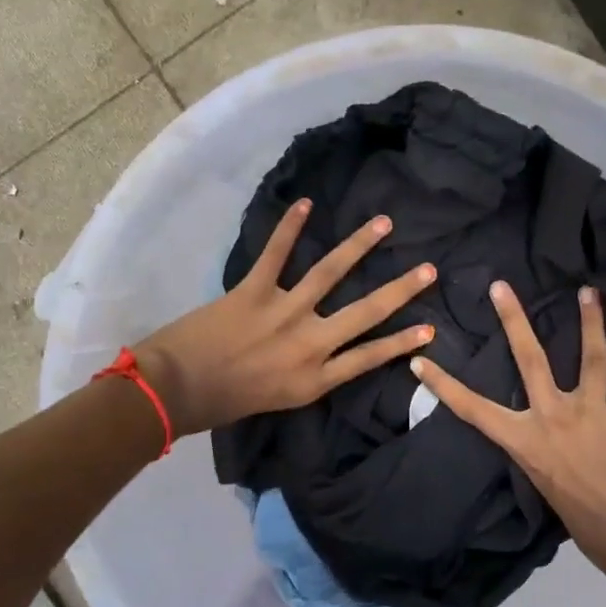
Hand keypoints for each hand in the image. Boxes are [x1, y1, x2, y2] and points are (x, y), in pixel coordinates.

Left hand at [132, 200, 436, 436]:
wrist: (175, 391)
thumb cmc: (225, 402)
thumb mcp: (280, 400)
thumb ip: (309, 375)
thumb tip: (327, 350)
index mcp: (314, 378)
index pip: (369, 357)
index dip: (402, 341)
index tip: (430, 327)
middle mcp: (308, 344)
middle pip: (365, 312)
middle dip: (400, 290)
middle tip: (429, 269)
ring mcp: (283, 314)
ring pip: (329, 273)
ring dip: (359, 245)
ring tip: (383, 224)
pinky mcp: (253, 292)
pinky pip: (275, 254)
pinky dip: (290, 227)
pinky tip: (305, 204)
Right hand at [409, 282, 605, 592]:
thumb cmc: (589, 529)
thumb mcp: (549, 489)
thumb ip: (546, 456)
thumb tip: (552, 443)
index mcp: (528, 442)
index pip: (475, 409)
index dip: (444, 385)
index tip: (420, 360)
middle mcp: (556, 416)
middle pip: (531, 359)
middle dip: (514, 320)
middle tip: (502, 287)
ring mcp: (595, 411)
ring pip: (592, 357)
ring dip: (590, 322)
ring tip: (590, 292)